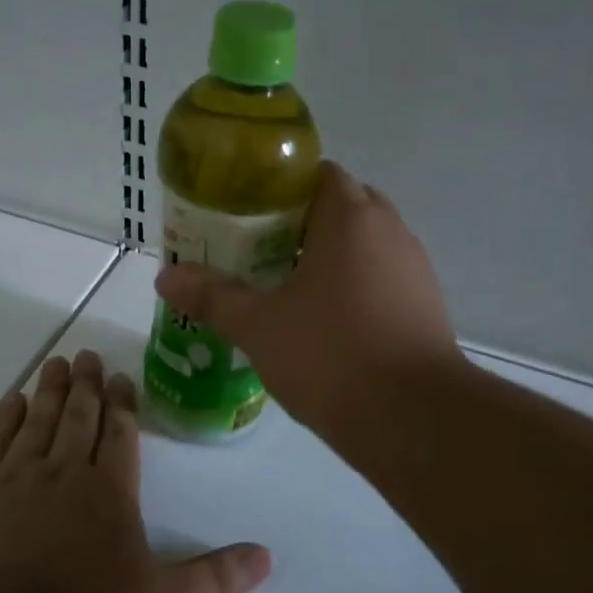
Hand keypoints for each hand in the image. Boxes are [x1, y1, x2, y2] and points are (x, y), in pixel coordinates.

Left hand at [0, 350, 270, 592]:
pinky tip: (12, 403)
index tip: (120, 377)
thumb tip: (267, 558)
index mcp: (110, 490)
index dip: (123, 404)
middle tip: (87, 355)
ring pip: (39, 420)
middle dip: (86, 384)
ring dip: (49, 390)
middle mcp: (64, 471)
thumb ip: (213, 577)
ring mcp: (16, 477)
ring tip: (56, 363)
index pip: (120, 434)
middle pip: (79, 416)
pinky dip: (5, 418)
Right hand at [155, 161, 462, 437]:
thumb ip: (212, 297)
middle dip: (305, 223)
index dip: (282, 188)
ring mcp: (415, 269)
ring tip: (289, 289)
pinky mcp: (427, 306)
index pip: (319, 174)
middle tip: (261, 251)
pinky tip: (328, 324)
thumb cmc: (329, 355)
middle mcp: (390, 231)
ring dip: (333, 256)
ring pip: (368, 245)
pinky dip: (356, 287)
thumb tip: (164, 278)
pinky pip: (384, 278)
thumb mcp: (258, 326)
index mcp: (349, 218)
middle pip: (345, 206)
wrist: (413, 419)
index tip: (250, 215)